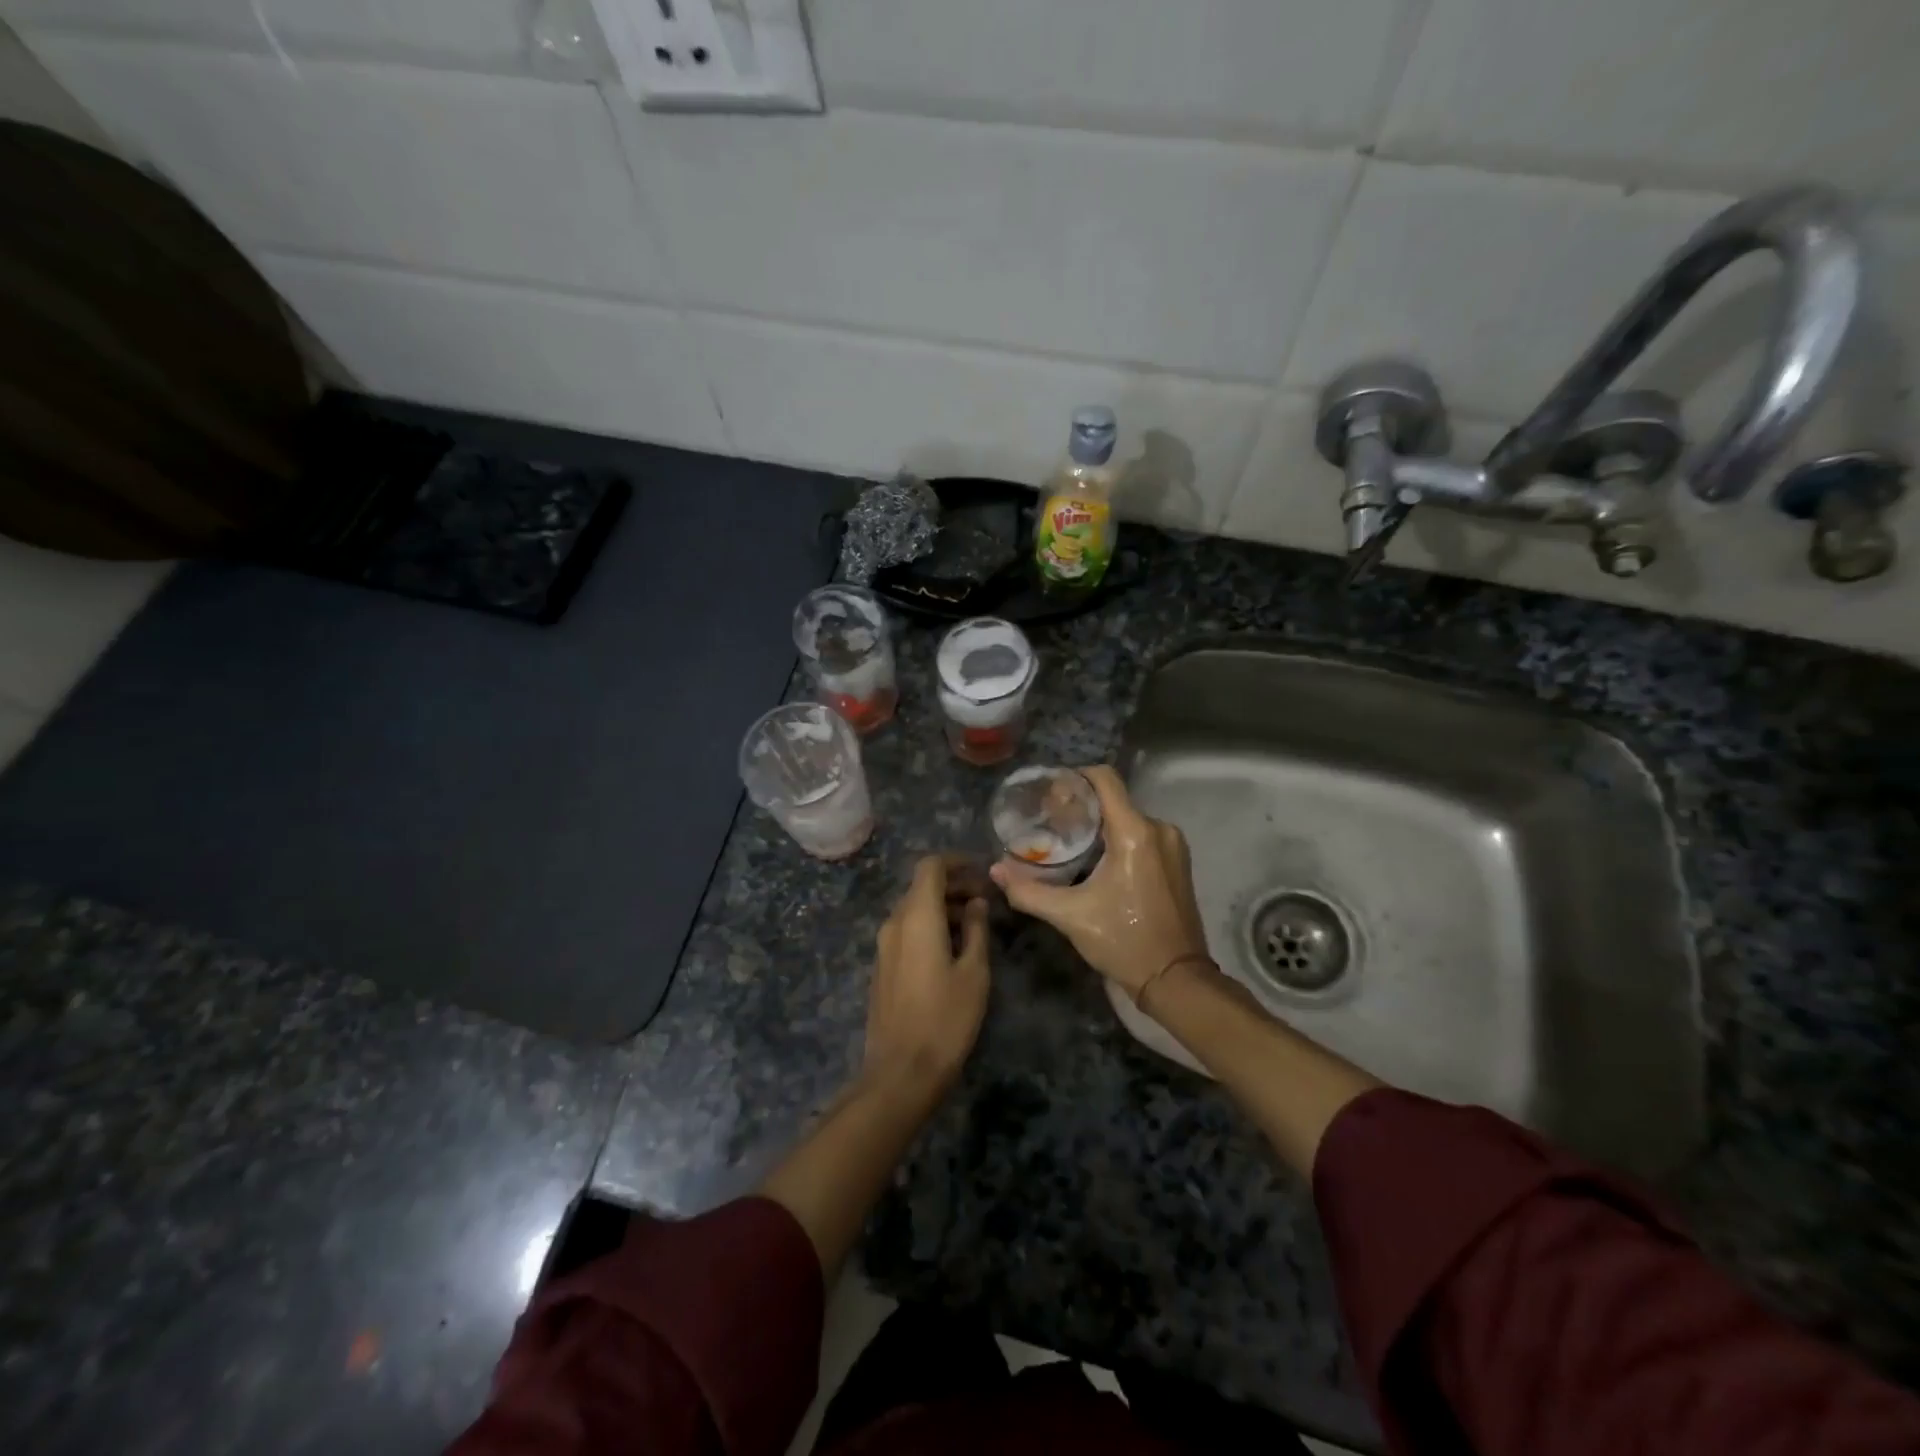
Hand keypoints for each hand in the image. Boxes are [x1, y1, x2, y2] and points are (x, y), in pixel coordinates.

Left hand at [863, 855, 990, 1088]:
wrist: (901, 1071)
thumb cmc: (945, 1018)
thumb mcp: (974, 973)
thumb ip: (976, 930)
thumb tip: (976, 903)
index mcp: (917, 917)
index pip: (931, 867)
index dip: (957, 862)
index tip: (983, 872)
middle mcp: (894, 923)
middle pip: (922, 887)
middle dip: (954, 885)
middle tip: (986, 900)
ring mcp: (884, 946)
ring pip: (914, 909)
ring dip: (943, 907)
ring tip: (976, 925)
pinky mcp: (882, 966)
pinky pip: (906, 931)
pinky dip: (930, 926)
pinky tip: (953, 948)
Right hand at [990, 766, 1208, 998]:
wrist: (1176, 979)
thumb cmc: (1124, 942)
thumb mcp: (1070, 916)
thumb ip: (1028, 891)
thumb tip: (995, 871)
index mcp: (1135, 833)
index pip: (1104, 779)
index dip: (1075, 777)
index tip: (1050, 793)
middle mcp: (1159, 829)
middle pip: (1113, 799)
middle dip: (1081, 806)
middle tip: (1048, 822)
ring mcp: (1173, 845)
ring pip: (1127, 818)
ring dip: (1098, 825)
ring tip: (1067, 842)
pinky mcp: (1178, 861)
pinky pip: (1142, 835)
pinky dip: (1117, 839)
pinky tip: (1095, 860)